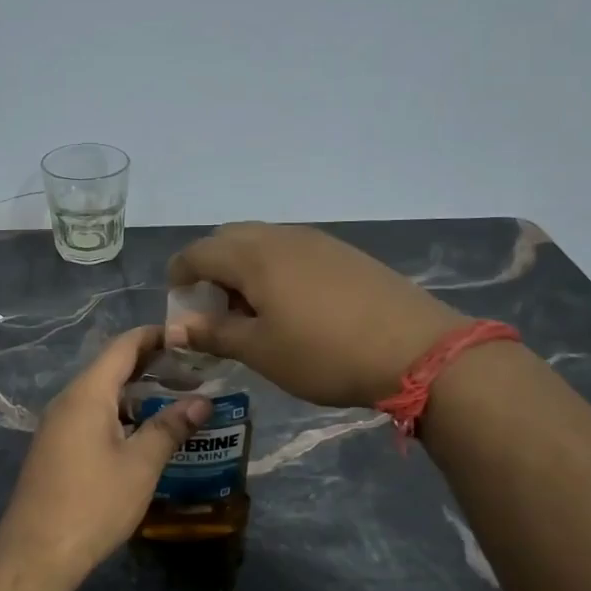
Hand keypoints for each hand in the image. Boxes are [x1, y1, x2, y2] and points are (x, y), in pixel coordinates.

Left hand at [0, 326, 209, 582]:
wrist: (36, 552)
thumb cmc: (93, 503)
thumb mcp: (140, 465)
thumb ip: (169, 427)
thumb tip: (202, 401)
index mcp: (87, 394)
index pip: (122, 347)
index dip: (155, 337)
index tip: (188, 338)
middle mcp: (67, 401)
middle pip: (111, 369)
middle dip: (151, 366)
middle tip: (192, 374)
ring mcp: (57, 426)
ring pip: (101, 396)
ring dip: (136, 395)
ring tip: (176, 403)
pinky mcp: (55, 449)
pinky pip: (91, 417)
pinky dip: (120, 415)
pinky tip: (143, 435)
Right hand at [167, 223, 467, 408]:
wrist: (415, 349)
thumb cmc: (323, 353)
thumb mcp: (260, 351)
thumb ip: (214, 334)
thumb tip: (176, 326)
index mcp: (254, 256)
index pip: (199, 252)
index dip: (179, 274)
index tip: (177, 302)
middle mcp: (282, 237)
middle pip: (230, 239)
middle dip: (211, 268)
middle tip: (213, 309)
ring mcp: (318, 241)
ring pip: (263, 243)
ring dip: (243, 269)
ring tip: (251, 312)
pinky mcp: (345, 254)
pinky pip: (292, 251)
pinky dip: (274, 270)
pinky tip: (290, 307)